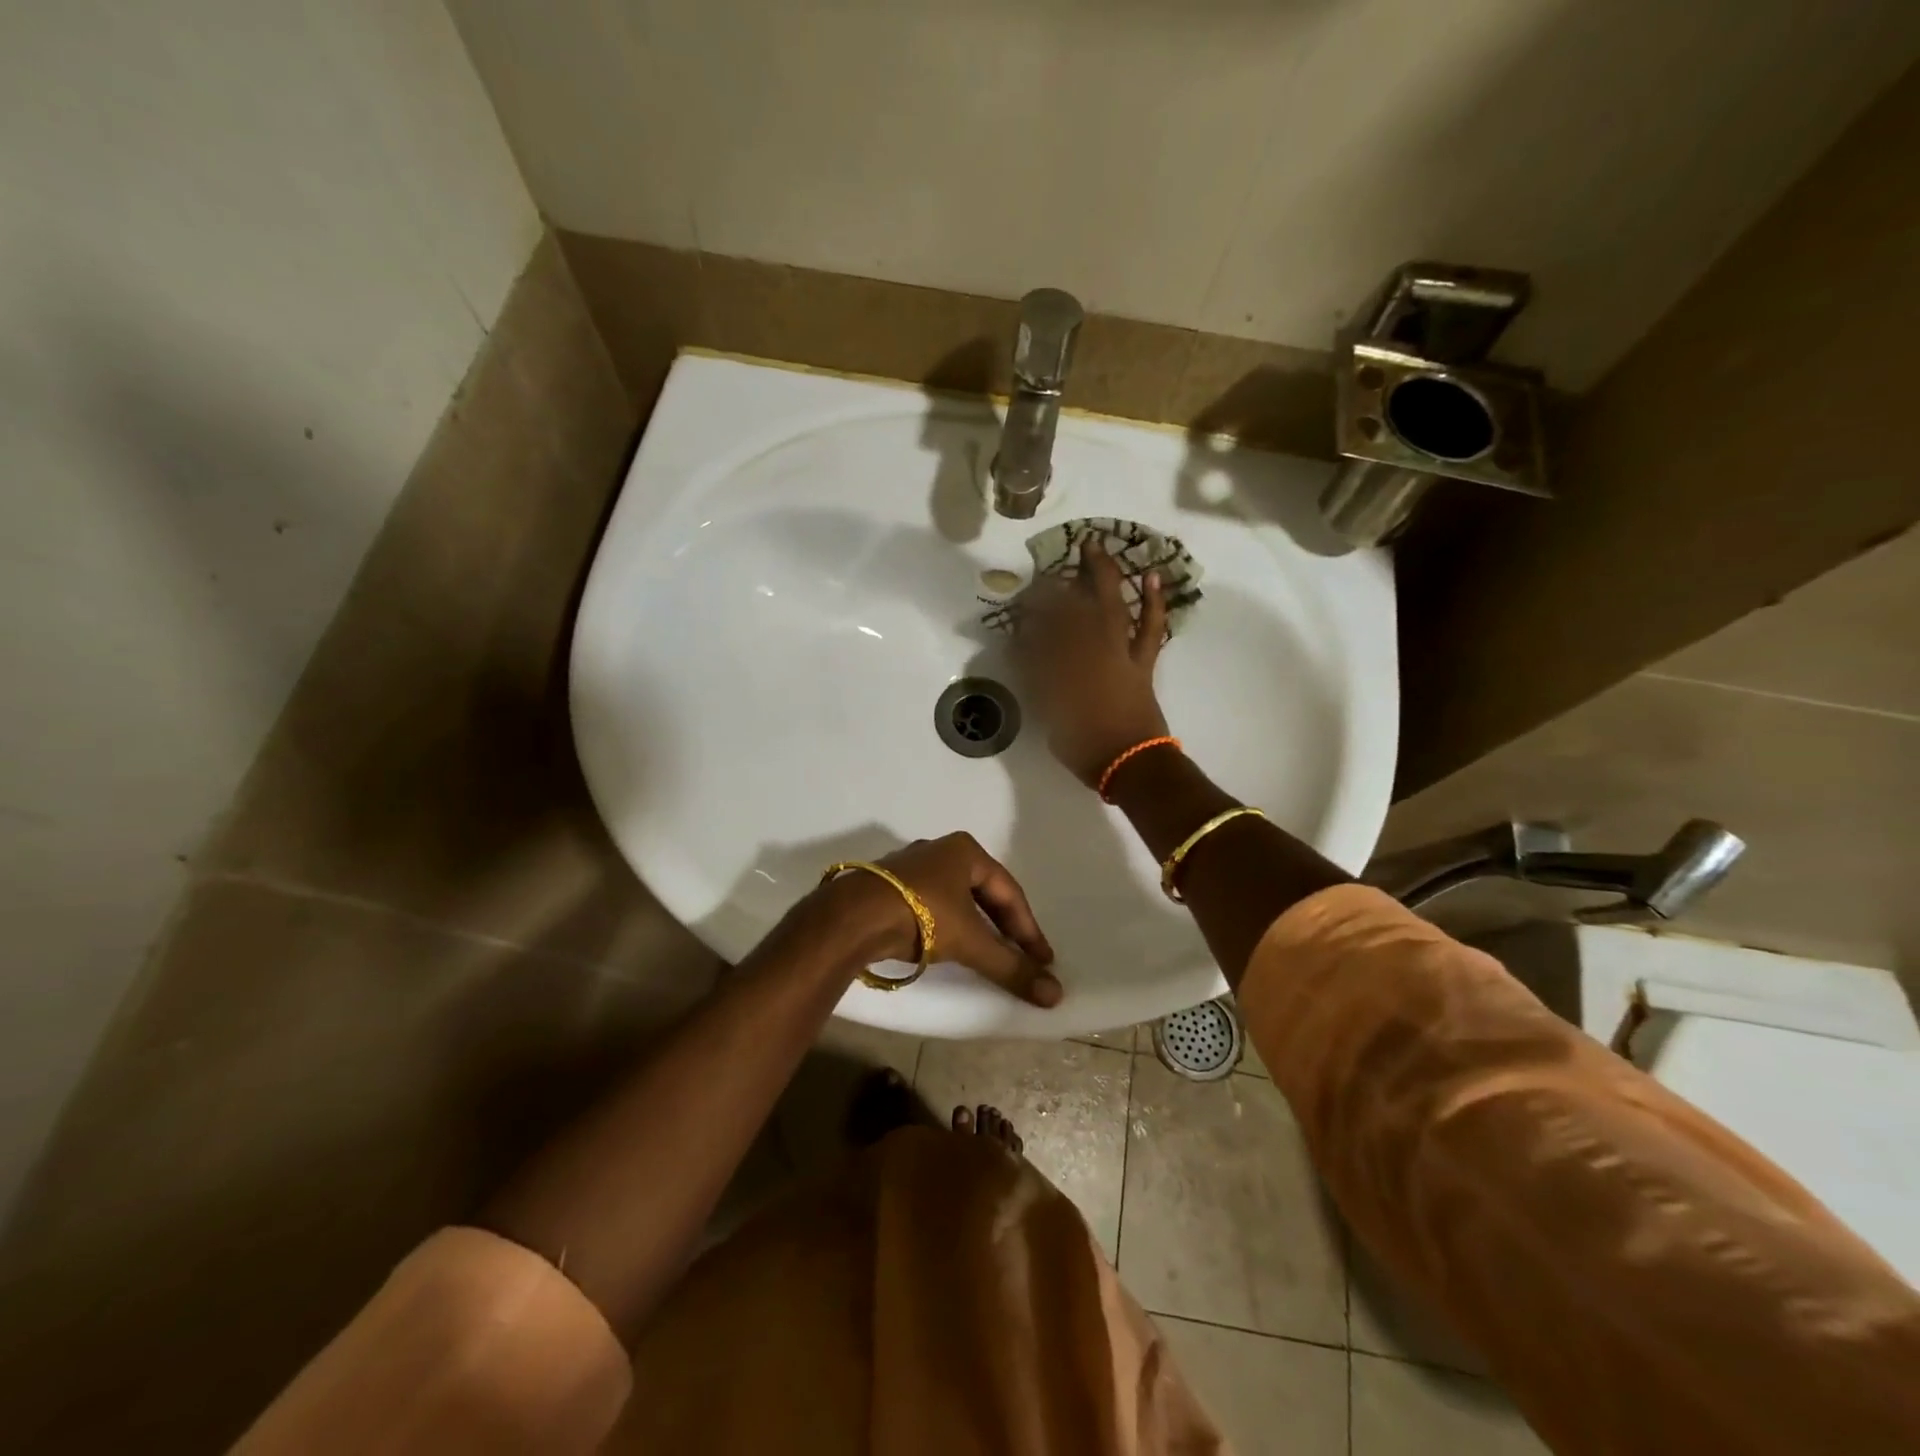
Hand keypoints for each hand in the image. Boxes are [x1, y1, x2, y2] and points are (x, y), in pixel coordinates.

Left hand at [822, 833, 1061, 1006]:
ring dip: (977, 926)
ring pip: (957, 898)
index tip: (1043, 960)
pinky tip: (950, 944)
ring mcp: (911, 866)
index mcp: (965, 851)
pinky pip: (932, 904)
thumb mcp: (971, 942)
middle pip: (984, 892)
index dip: (1029, 929)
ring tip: (990, 953)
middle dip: (1004, 926)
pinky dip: (949, 925)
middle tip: (1022, 956)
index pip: (1009, 892)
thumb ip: (1011, 967)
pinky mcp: (890, 885)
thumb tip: (1055, 995)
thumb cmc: (921, 916)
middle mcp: (940, 850)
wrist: (852, 917)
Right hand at [1012, 539, 1170, 788]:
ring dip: (1102, 575)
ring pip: (1110, 606)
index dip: (1030, 611)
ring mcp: (1119, 653)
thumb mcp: (1049, 713)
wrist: (1130, 763)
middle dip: (1058, 585)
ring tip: (1095, 546)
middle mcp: (1089, 650)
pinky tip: (1151, 576)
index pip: (1040, 629)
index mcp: (1061, 666)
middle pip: (1072, 608)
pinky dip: (1153, 602)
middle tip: (1048, 564)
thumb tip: (1025, 649)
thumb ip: (1037, 679)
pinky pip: (1150, 627)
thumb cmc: (1083, 746)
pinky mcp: (1141, 661)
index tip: (1020, 598)